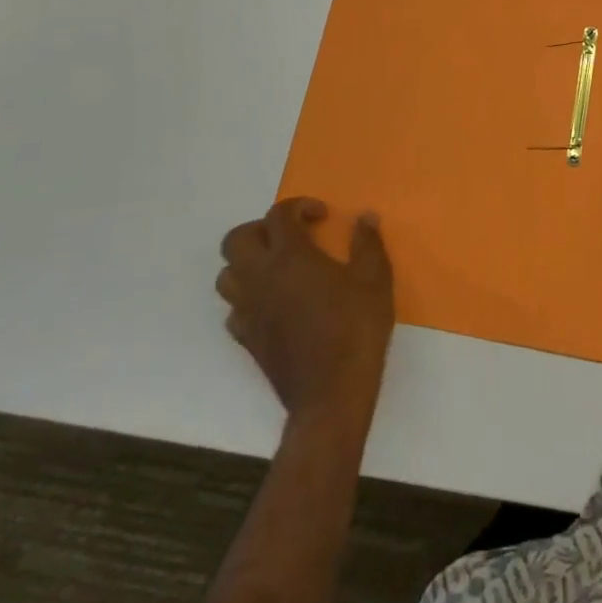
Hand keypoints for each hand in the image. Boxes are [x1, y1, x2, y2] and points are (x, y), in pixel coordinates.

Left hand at [218, 198, 393, 421]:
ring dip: (247, 263)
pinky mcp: (247, 340)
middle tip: (291, 237)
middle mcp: (260, 278)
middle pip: (236, 239)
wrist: (331, 396)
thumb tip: (365, 217)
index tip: (322, 217)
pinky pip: (233, 310)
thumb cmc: (355, 329)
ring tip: (278, 268)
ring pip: (226, 275)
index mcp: (290, 256)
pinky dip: (247, 299)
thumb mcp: (375, 279)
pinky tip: (273, 304)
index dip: (299, 206)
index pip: (278, 215)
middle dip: (261, 229)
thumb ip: (368, 243)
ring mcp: (249, 311)